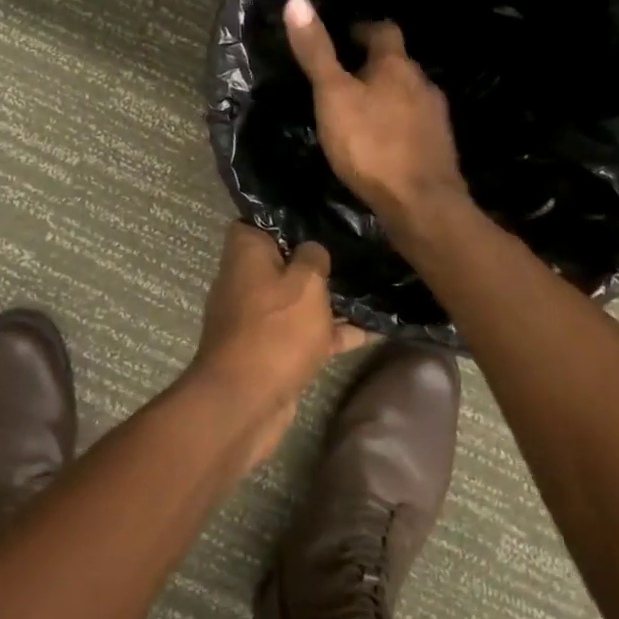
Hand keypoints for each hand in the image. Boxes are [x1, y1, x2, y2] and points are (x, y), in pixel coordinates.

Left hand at [190, 222, 366, 467]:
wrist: (246, 402)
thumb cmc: (276, 328)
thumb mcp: (306, 282)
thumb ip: (314, 257)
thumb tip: (312, 250)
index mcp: (245, 252)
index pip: (259, 221)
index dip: (286, 217)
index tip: (319, 216)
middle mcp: (245, 280)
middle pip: (283, 260)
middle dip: (315, 259)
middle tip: (354, 248)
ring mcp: (258, 318)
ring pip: (297, 299)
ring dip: (328, 299)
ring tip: (371, 285)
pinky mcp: (272, 350)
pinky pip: (305, 333)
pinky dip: (332, 333)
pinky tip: (373, 330)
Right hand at [282, 0, 469, 227]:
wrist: (422, 204)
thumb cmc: (371, 144)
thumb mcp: (333, 96)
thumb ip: (317, 52)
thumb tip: (297, 0)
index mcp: (396, 65)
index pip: (384, 30)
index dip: (364, 29)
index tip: (346, 36)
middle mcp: (422, 83)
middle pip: (398, 63)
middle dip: (375, 65)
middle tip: (346, 76)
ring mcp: (436, 117)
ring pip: (409, 95)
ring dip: (388, 96)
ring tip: (361, 110)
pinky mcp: (439, 148)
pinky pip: (415, 124)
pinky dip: (398, 125)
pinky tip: (382, 142)